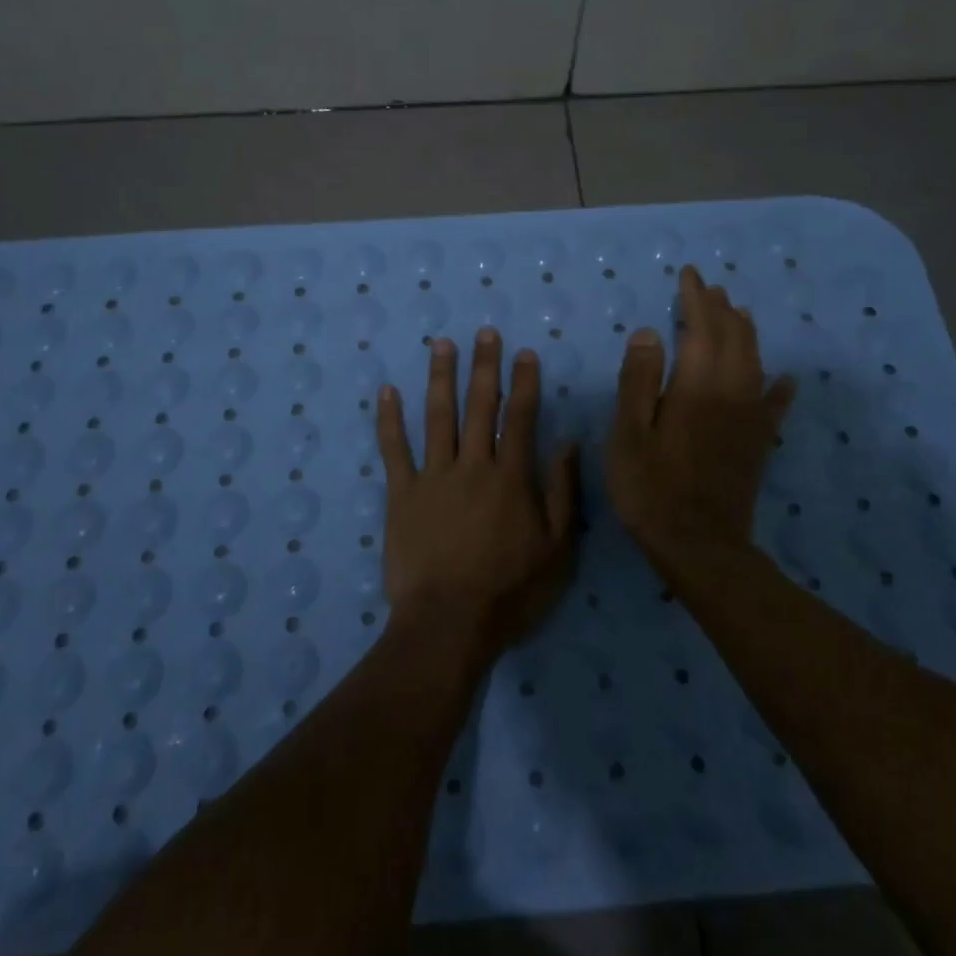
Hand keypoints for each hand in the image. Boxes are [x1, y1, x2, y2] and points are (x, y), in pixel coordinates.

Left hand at [377, 329, 578, 652]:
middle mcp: (473, 465)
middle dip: (484, 366)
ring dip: (441, 377)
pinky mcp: (401, 493)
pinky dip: (389, 418)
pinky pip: (393, 448)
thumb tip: (567, 444)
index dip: (524, 382)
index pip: (520, 417)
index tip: (524, 353)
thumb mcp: (557, 549)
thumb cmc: (510, 591)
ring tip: (442, 344)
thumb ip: (564, 493)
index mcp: (511, 477)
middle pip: (480, 406)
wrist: (449, 623)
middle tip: (484, 332)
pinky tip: (387, 390)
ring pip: (438, 416)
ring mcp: (433, 476)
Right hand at [606, 265, 797, 561]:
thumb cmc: (650, 488)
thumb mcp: (628, 433)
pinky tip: (785, 378)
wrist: (700, 546)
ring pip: (754, 362)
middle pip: (733, 338)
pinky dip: (779, 386)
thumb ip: (638, 381)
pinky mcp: (758, 442)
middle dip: (720, 309)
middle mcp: (730, 393)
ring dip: (745, 333)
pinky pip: (774, 405)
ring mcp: (749, 418)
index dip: (695, 299)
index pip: (701, 328)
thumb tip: (649, 332)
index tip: (688, 275)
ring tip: (736, 313)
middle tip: (708, 288)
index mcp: (696, 387)